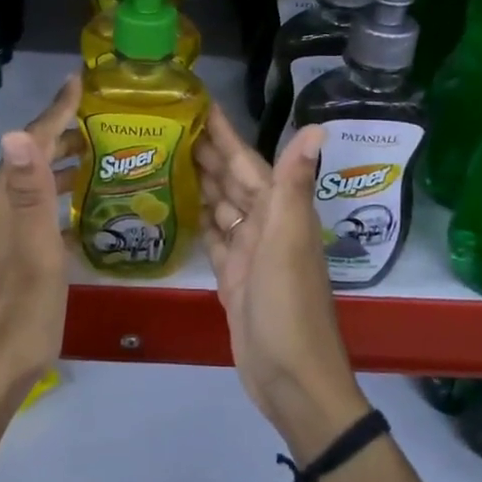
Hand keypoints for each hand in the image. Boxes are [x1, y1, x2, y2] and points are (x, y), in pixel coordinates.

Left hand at [0, 74, 80, 403]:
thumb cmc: (19, 315)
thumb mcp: (34, 253)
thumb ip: (30, 193)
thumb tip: (18, 132)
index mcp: (2, 205)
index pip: (29, 143)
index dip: (55, 111)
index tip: (79, 81)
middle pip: (27, 161)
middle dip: (60, 135)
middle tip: (99, 121)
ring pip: (28, 188)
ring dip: (58, 168)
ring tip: (94, 159)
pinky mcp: (1, 261)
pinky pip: (30, 214)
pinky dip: (54, 201)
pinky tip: (76, 216)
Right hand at [198, 104, 367, 456]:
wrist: (291, 378)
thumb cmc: (288, 306)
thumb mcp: (288, 241)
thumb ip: (294, 184)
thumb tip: (317, 127)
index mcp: (279, 212)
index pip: (246, 161)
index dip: (225, 132)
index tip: (199, 103)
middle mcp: (264, 226)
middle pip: (231, 180)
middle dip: (205, 151)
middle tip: (165, 124)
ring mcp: (247, 253)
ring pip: (220, 206)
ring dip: (199, 181)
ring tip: (163, 155)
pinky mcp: (231, 278)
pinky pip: (212, 238)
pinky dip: (198, 219)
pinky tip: (177, 204)